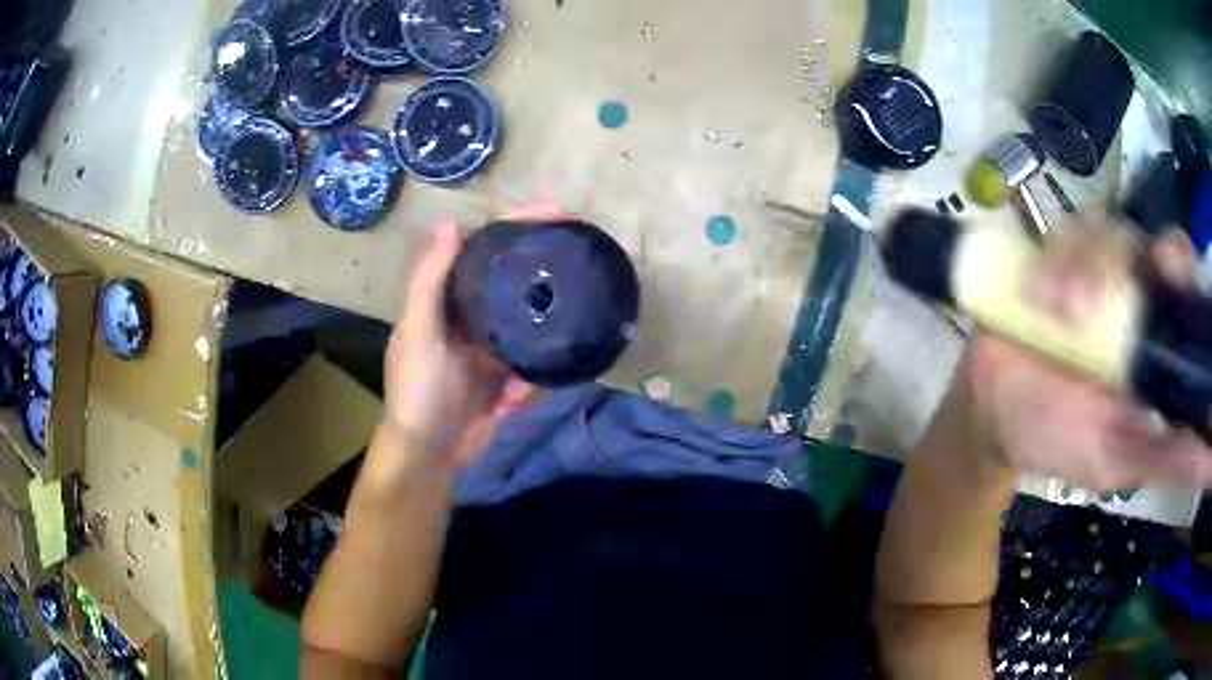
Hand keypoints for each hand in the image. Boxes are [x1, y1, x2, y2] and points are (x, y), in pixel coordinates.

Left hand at [383, 207, 559, 465]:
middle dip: (540, 284)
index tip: (554, 212)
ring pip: (529, 329)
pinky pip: (532, 368)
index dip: (515, 225)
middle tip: (573, 273)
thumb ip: (429, 281)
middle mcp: (471, 315)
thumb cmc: (417, 389)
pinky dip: (528, 386)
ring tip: (521, 380)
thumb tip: (449, 223)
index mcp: (447, 298)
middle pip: (513, 283)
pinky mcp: (506, 377)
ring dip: (533, 352)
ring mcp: (490, 347)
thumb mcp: (419, 333)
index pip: (483, 249)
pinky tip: (515, 402)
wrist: (430, 453)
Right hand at [922, 227, 1211, 489]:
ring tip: (1063, 311)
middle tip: (1119, 287)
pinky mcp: (1056, 254)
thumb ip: (1172, 461)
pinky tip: (1042, 296)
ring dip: (1087, 265)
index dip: (1184, 267)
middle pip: (1148, 242)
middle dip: (1135, 260)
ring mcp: (1094, 267)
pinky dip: (1055, 259)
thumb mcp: (1123, 461)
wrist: (992, 419)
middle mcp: (1135, 293)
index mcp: (1159, 338)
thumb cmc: (1063, 442)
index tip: (1174, 272)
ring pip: (1107, 230)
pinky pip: (1065, 232)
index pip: (1184, 281)